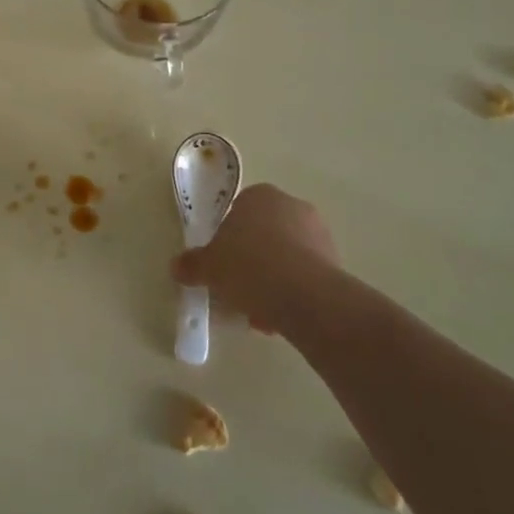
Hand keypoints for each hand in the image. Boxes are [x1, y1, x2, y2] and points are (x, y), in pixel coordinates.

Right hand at [172, 183, 340, 333]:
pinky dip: (292, 293)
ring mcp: (318, 233)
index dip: (227, 238)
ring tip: (258, 313)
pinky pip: (305, 275)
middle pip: (264, 234)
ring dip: (272, 281)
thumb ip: (192, 264)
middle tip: (237, 289)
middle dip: (252, 261)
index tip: (221, 263)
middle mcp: (292, 206)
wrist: (303, 294)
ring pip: (286, 257)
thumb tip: (177, 267)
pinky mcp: (336, 262)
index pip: (239, 210)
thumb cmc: (248, 265)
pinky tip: (279, 317)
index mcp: (260, 196)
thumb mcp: (208, 266)